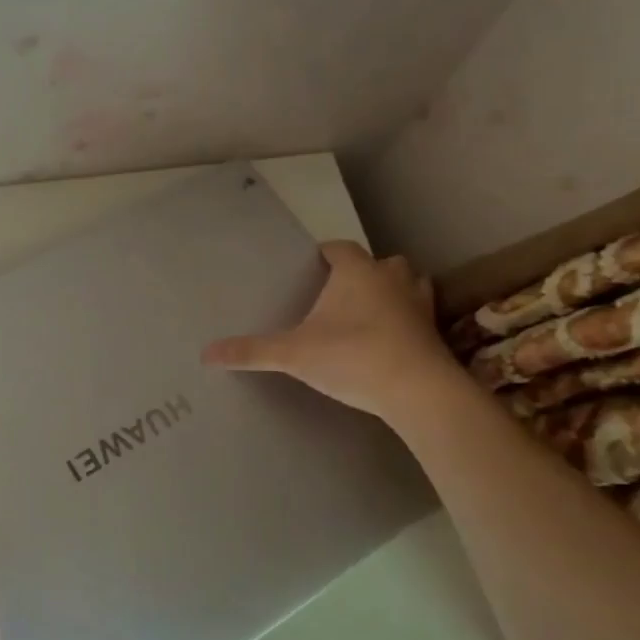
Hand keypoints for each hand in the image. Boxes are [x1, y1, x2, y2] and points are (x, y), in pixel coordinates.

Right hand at [201, 241, 457, 422]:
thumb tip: (206, 353)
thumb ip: (251, 351)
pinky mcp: (434, 332)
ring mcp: (419, 304)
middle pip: (379, 263)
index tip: (309, 267)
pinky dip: (407, 320)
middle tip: (338, 293)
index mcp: (356, 272)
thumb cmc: (352, 357)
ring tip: (369, 311)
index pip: (339, 249)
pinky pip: (420, 315)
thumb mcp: (293, 355)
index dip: (324, 255)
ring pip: (408, 284)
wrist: (417, 391)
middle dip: (362, 272)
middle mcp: (391, 279)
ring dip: (391, 291)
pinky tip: (391, 339)